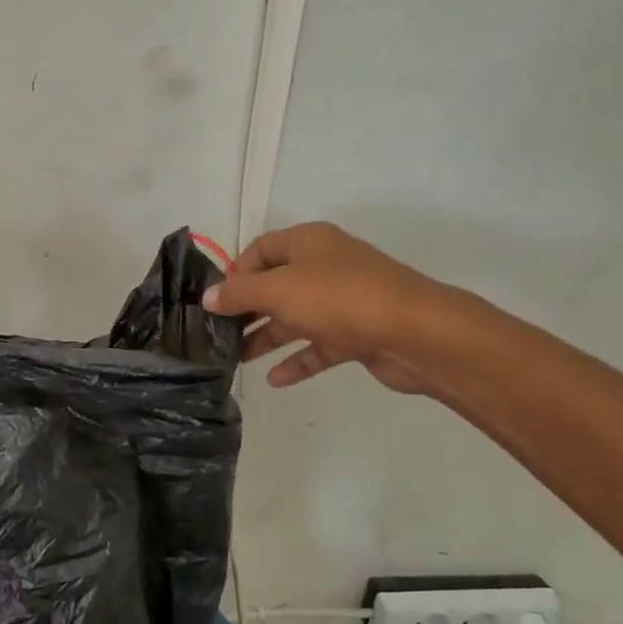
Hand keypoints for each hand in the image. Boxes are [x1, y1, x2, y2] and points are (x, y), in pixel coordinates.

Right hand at [201, 222, 447, 393]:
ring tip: (235, 360)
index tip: (217, 300)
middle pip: (276, 285)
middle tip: (218, 333)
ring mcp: (344, 301)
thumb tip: (207, 297)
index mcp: (308, 243)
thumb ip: (238, 294)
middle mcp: (325, 266)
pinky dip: (297, 360)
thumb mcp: (277, 290)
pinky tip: (274, 380)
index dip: (236, 271)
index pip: (261, 248)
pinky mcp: (357, 334)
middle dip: (247, 309)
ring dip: (266, 337)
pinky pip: (319, 346)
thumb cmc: (339, 298)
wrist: (416, 333)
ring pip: (295, 318)